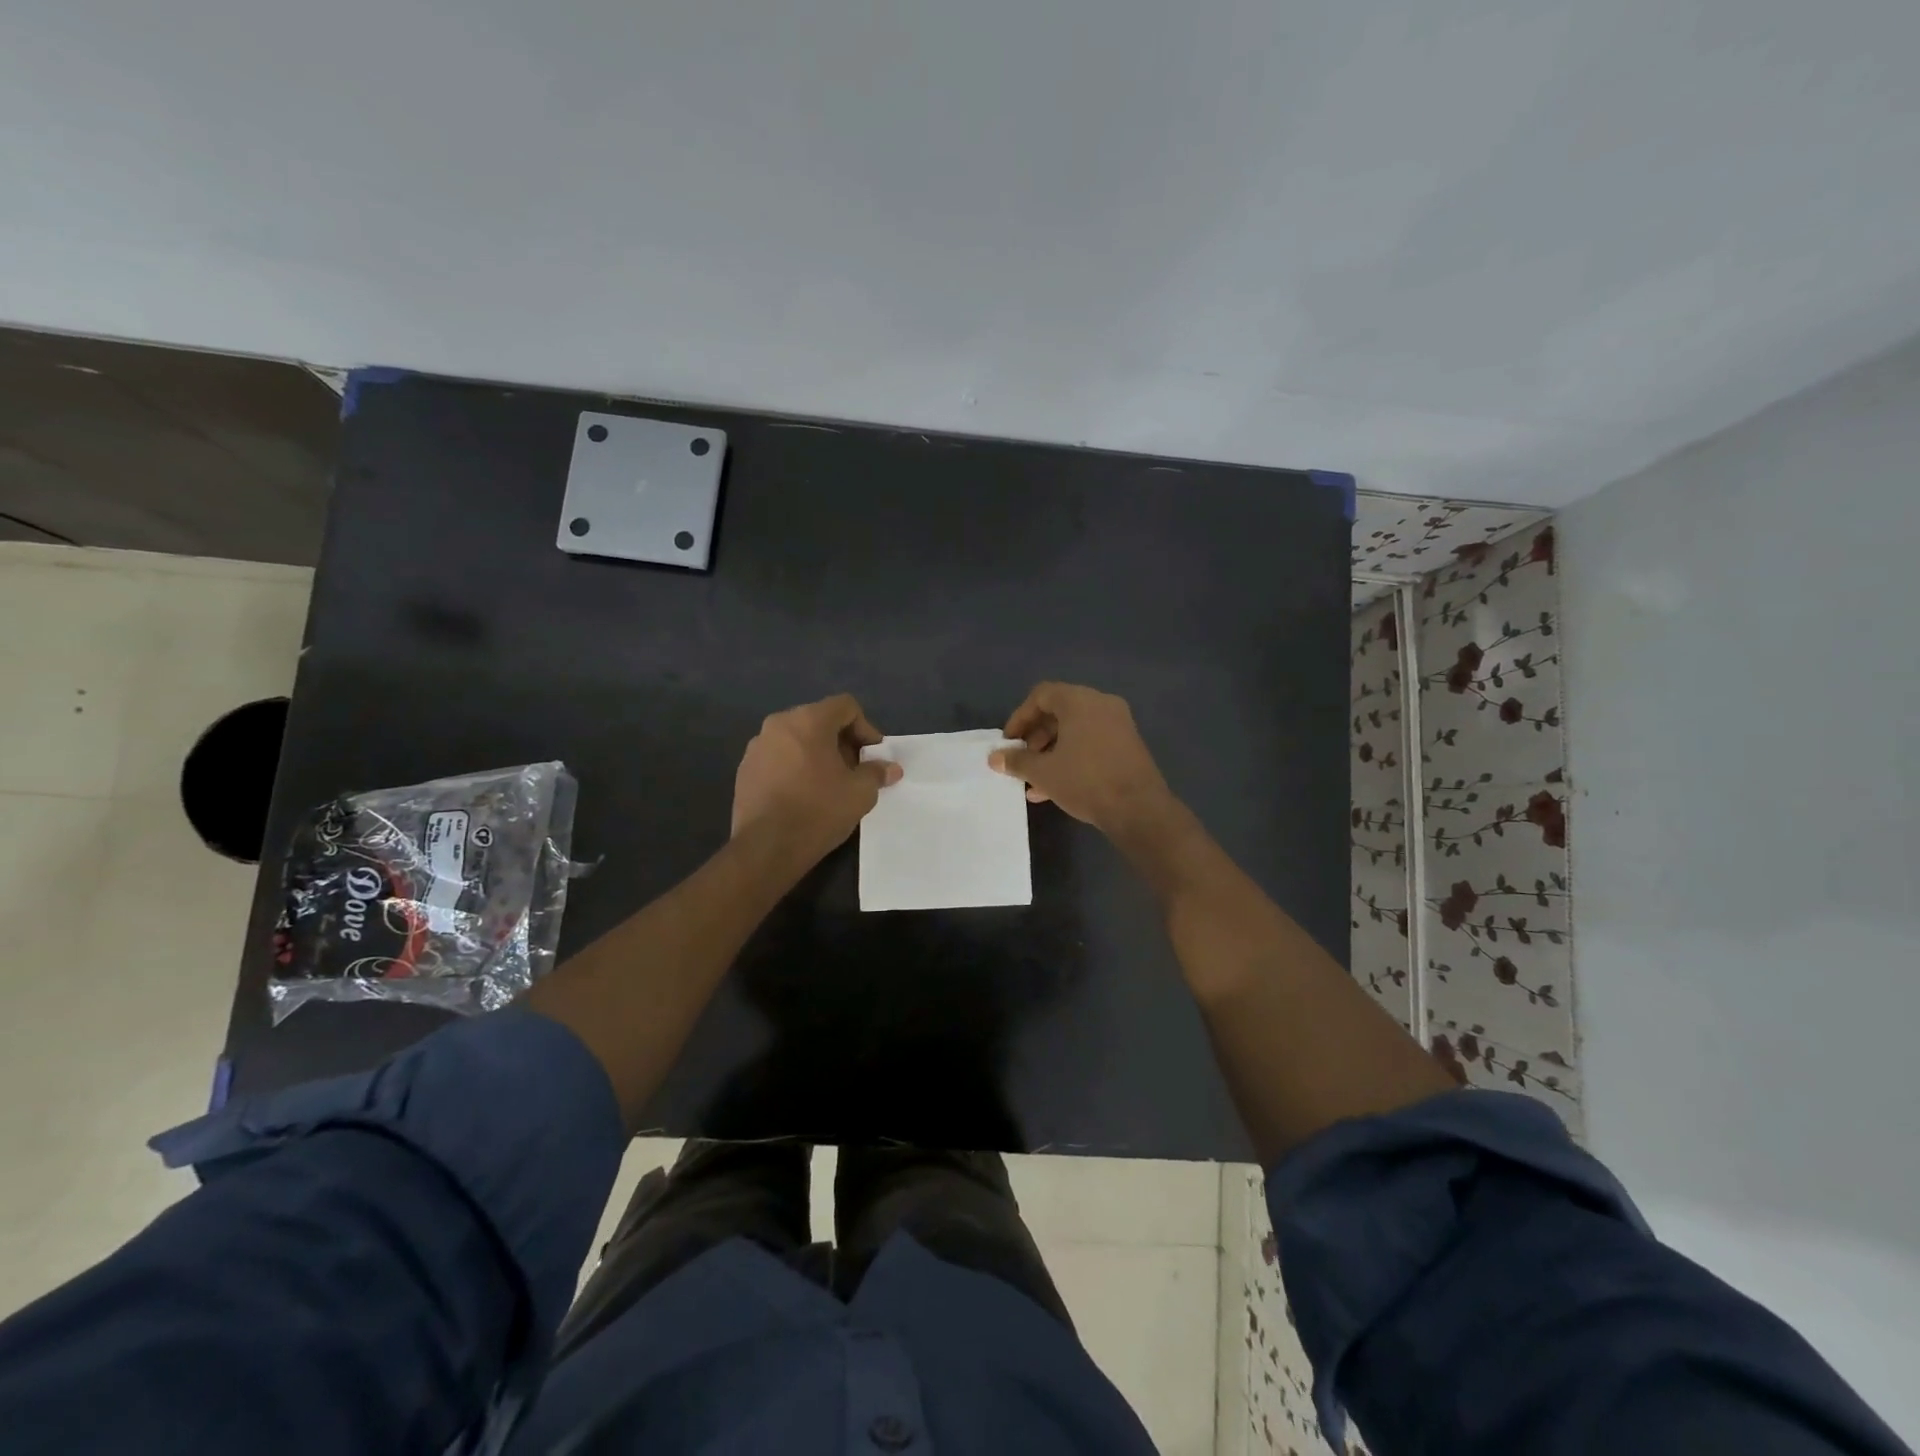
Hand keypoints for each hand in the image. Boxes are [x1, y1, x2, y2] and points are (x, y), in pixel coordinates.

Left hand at [732, 694, 900, 858]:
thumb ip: (877, 773)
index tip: (872, 755)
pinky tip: (801, 794)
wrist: (767, 847)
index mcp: (808, 720)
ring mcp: (757, 746)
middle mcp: (779, 724)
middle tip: (854, 769)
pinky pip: (777, 757)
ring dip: (816, 753)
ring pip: (796, 739)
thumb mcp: (860, 793)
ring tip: (827, 783)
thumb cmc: (819, 811)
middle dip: (841, 741)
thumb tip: (891, 769)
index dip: (865, 727)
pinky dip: (794, 767)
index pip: (845, 706)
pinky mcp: (744, 769)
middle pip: (819, 720)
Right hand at [989, 682, 1175, 836]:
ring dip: (1051, 751)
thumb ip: (1016, 760)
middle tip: (1022, 760)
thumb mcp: (1043, 772)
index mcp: (1080, 701)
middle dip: (1035, 737)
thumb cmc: (1086, 781)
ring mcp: (1119, 724)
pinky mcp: (1128, 745)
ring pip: (1075, 730)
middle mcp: (1101, 704)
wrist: (1139, 809)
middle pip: (1059, 712)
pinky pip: (1092, 742)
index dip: (1020, 717)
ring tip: (1034, 780)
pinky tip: (1055, 787)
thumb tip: (995, 757)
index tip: (1009, 742)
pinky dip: (1072, 756)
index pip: (1041, 695)